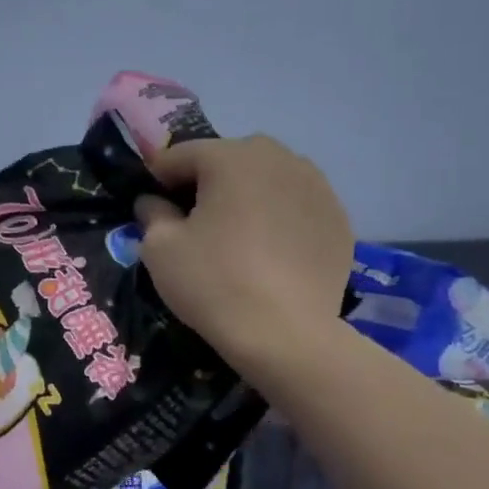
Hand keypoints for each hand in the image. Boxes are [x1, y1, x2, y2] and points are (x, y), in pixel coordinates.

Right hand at [135, 135, 353, 372]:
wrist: (285, 333)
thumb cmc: (213, 282)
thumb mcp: (160, 249)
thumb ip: (152, 214)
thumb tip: (153, 202)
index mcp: (231, 157)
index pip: (182, 155)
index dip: (159, 179)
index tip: (151, 207)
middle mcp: (279, 158)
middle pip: (229, 160)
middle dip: (206, 183)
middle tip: (193, 222)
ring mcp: (317, 186)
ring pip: (267, 180)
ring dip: (246, 197)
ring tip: (235, 236)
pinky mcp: (338, 217)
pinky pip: (295, 206)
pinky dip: (278, 218)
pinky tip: (268, 253)